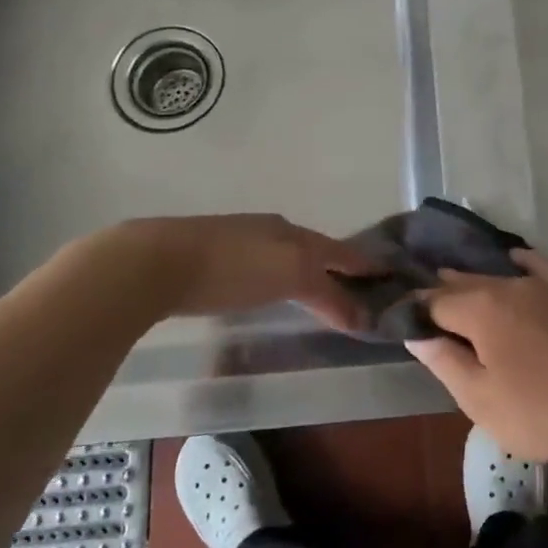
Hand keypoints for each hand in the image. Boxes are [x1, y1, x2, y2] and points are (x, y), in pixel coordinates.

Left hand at [107, 214, 376, 330]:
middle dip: (339, 266)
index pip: (341, 250)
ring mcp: (240, 240)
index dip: (366, 264)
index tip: (391, 276)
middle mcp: (272, 230)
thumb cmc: (231, 269)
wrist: (156, 261)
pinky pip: (260, 266)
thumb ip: (328, 296)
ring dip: (308, 272)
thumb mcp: (289, 277)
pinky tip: (269, 289)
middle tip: (361, 288)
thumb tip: (363, 317)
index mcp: (294, 232)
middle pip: (316, 249)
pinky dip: (278, 278)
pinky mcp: (212, 257)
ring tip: (320, 293)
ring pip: (286, 255)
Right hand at [408, 251, 547, 464]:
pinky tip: (513, 258)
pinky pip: (538, 265)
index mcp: (479, 309)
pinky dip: (520, 261)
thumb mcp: (479, 399)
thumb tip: (416, 333)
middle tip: (422, 304)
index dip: (416, 311)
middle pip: (463, 284)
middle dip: (440, 292)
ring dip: (472, 279)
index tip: (401, 319)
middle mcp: (506, 285)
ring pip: (496, 275)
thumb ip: (445, 361)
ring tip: (454, 280)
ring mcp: (541, 286)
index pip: (434, 302)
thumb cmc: (539, 411)